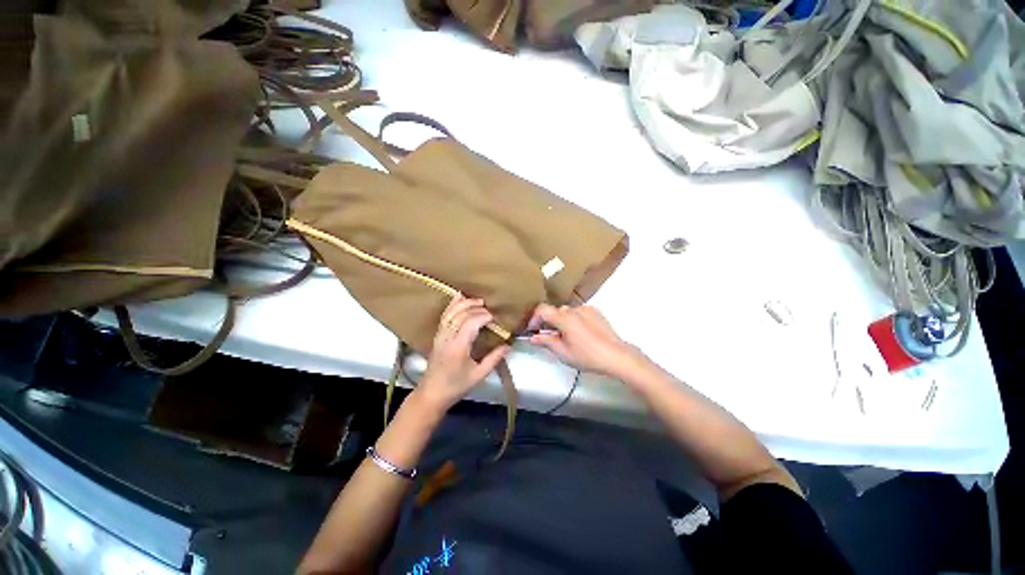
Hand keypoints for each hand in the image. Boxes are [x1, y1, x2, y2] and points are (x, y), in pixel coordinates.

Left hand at [418, 295, 508, 412]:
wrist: (431, 394)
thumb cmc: (456, 386)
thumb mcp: (479, 375)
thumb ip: (494, 359)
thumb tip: (508, 345)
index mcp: (458, 347)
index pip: (471, 323)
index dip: (484, 316)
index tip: (495, 318)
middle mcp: (448, 337)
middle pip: (461, 314)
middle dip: (476, 308)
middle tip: (489, 309)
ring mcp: (440, 335)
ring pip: (451, 312)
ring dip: (465, 303)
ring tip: (478, 300)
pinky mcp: (437, 335)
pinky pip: (444, 316)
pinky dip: (452, 305)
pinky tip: (459, 297)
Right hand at [528, 304, 644, 378]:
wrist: (617, 356)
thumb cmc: (588, 356)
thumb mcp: (563, 352)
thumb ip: (546, 341)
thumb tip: (533, 337)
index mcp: (565, 318)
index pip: (542, 310)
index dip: (533, 319)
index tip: (532, 330)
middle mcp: (574, 309)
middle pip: (554, 311)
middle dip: (548, 322)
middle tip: (547, 337)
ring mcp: (586, 309)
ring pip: (566, 311)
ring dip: (561, 321)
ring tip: (565, 337)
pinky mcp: (595, 312)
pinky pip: (578, 312)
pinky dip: (573, 320)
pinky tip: (578, 334)